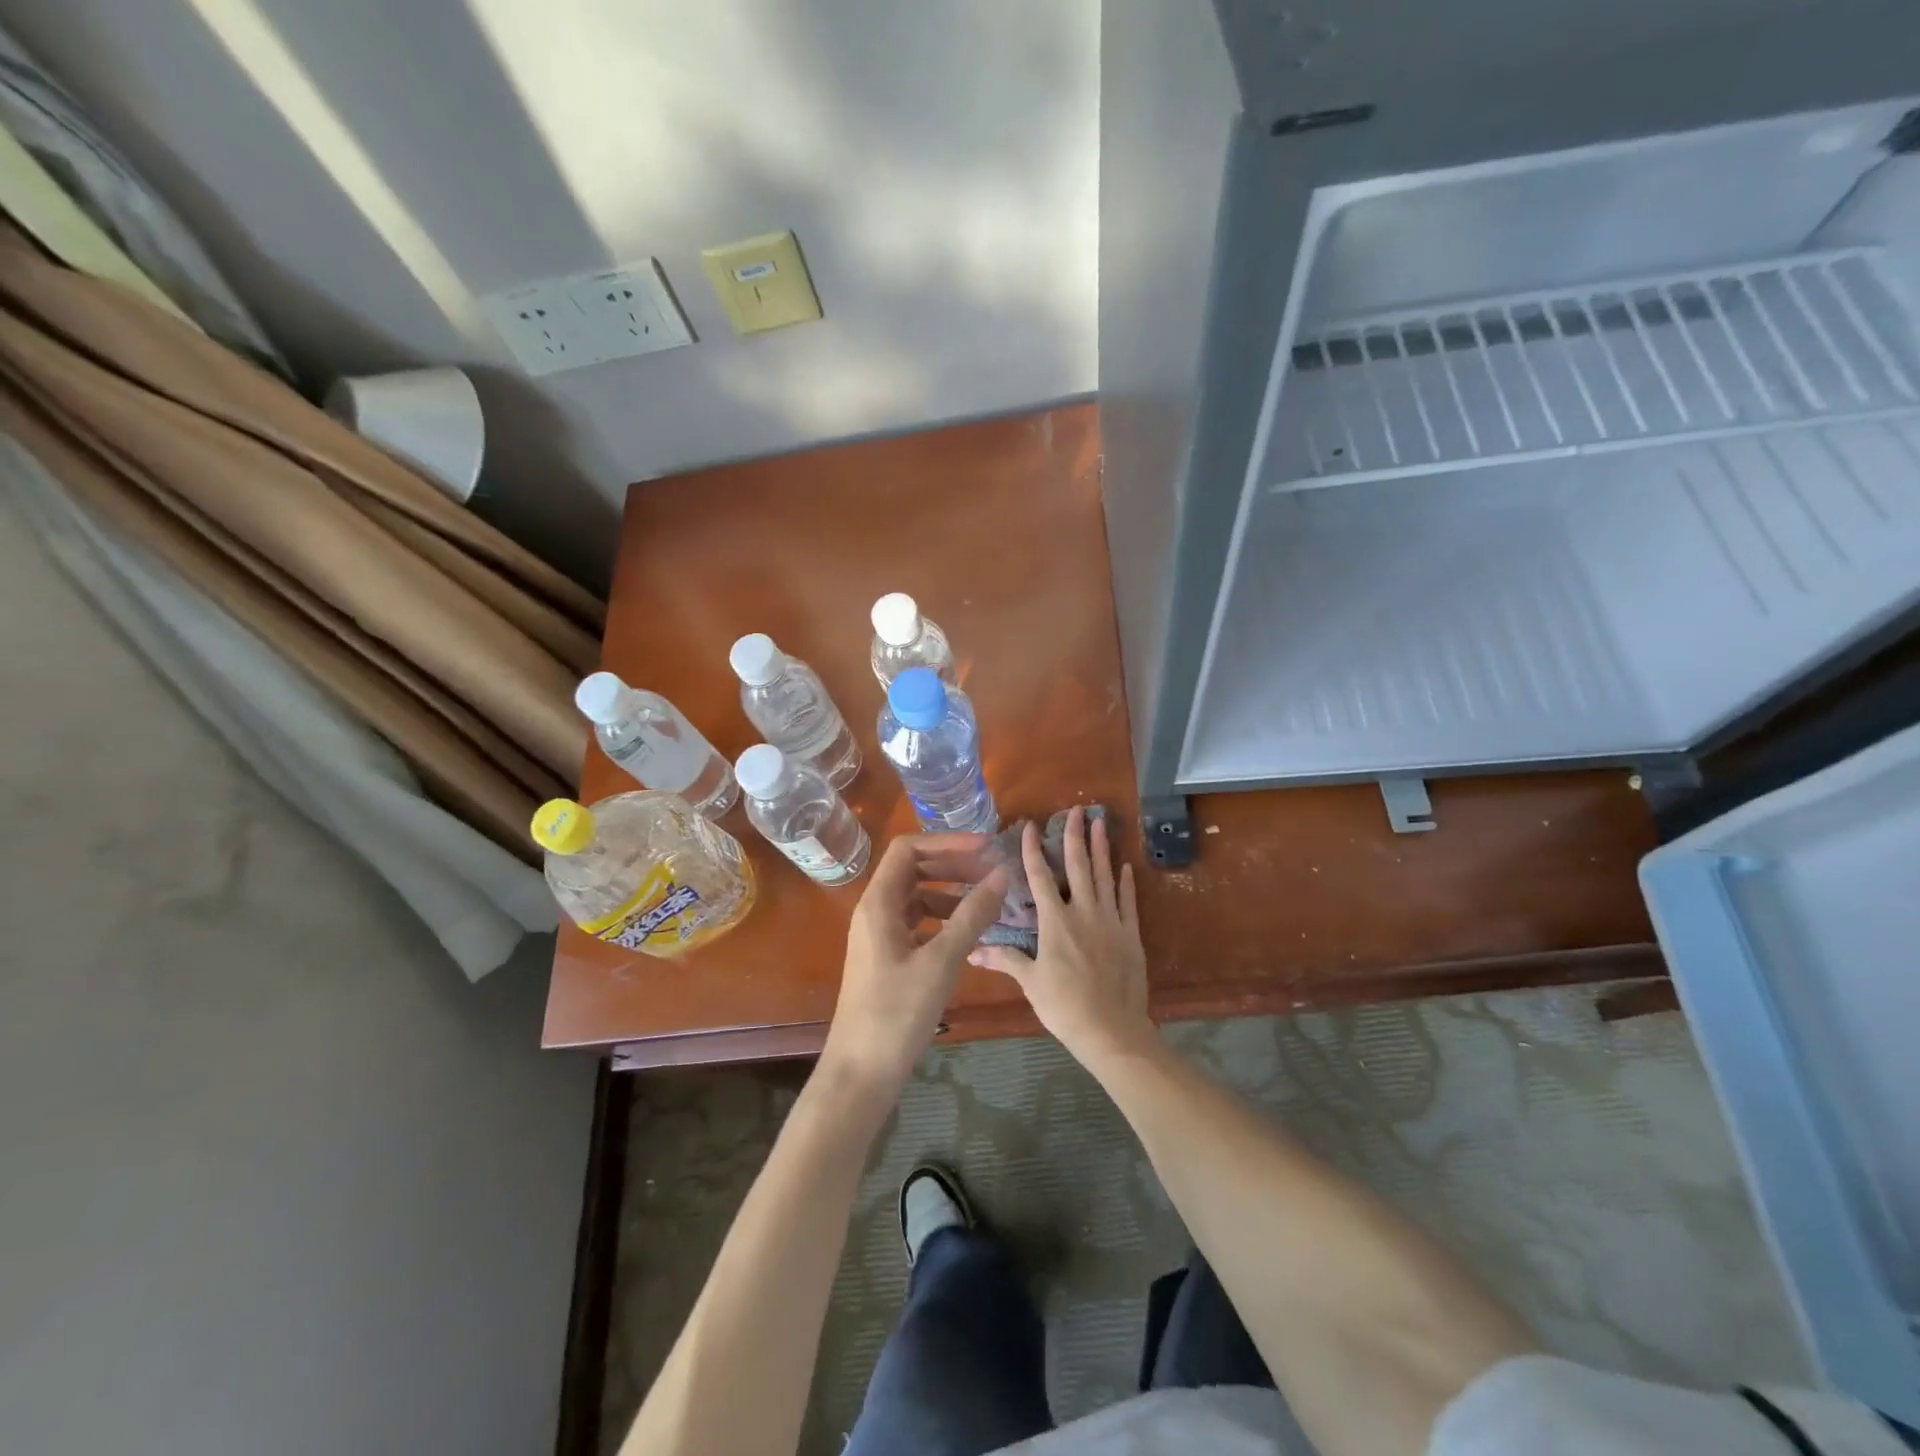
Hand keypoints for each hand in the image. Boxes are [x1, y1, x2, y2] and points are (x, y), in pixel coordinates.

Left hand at [819, 833, 1008, 1096]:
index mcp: (878, 903)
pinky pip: (918, 923)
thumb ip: (972, 916)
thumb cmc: (897, 1013)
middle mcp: (875, 911)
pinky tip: (971, 934)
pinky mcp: (888, 958)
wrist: (861, 1072)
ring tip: (988, 903)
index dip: (947, 842)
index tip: (985, 848)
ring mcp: (880, 936)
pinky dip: (944, 920)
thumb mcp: (940, 961)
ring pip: (918, 898)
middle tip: (993, 873)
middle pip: (914, 870)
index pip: (908, 849)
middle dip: (954, 866)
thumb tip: (1001, 874)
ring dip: (951, 893)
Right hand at [968, 806, 1153, 1065]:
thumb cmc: (1065, 1007)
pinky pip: (1128, 902)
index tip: (1030, 826)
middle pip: (1078, 866)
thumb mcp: (1030, 983)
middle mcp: (1084, 912)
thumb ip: (1004, 959)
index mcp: (1055, 921)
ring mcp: (1111, 921)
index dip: (1033, 850)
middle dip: (1076, 835)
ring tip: (1102, 823)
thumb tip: (972, 950)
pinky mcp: (1131, 935)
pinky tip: (1125, 866)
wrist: (1112, 1031)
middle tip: (1078, 809)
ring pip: (1105, 876)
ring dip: (1102, 848)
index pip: (1041, 877)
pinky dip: (1126, 883)